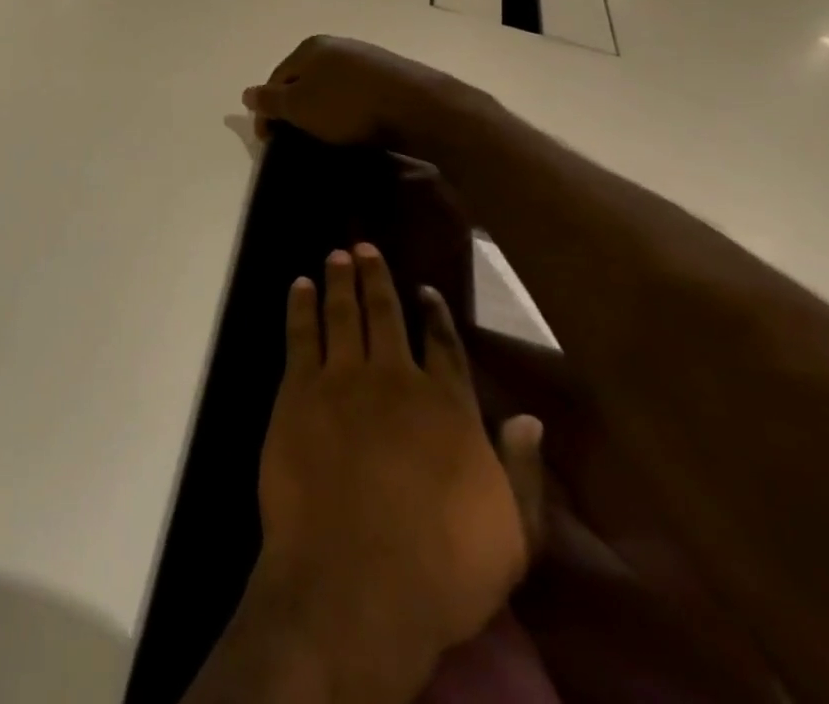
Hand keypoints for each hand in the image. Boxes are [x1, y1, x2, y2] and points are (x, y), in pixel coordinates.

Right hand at [244, 36, 488, 149]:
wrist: (418, 107)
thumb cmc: (348, 106)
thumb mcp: (299, 107)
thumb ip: (270, 100)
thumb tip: (246, 93)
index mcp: (310, 47)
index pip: (276, 78)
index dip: (266, 109)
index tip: (268, 140)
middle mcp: (337, 45)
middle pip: (303, 79)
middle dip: (295, 107)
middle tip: (294, 137)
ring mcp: (366, 58)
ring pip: (331, 86)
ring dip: (322, 109)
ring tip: (324, 136)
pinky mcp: (391, 75)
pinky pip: (356, 93)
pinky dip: (348, 110)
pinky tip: (354, 128)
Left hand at [249, 244, 542, 703]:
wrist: (355, 580)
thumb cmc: (442, 570)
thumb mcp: (510, 535)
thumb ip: (520, 470)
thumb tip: (529, 418)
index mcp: (448, 408)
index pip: (444, 346)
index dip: (434, 315)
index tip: (425, 290)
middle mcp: (396, 378)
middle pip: (386, 314)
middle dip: (376, 278)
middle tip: (365, 247)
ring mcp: (344, 379)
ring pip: (343, 313)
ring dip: (340, 280)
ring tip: (338, 255)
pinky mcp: (299, 390)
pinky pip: (301, 334)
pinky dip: (301, 305)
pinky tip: (300, 285)